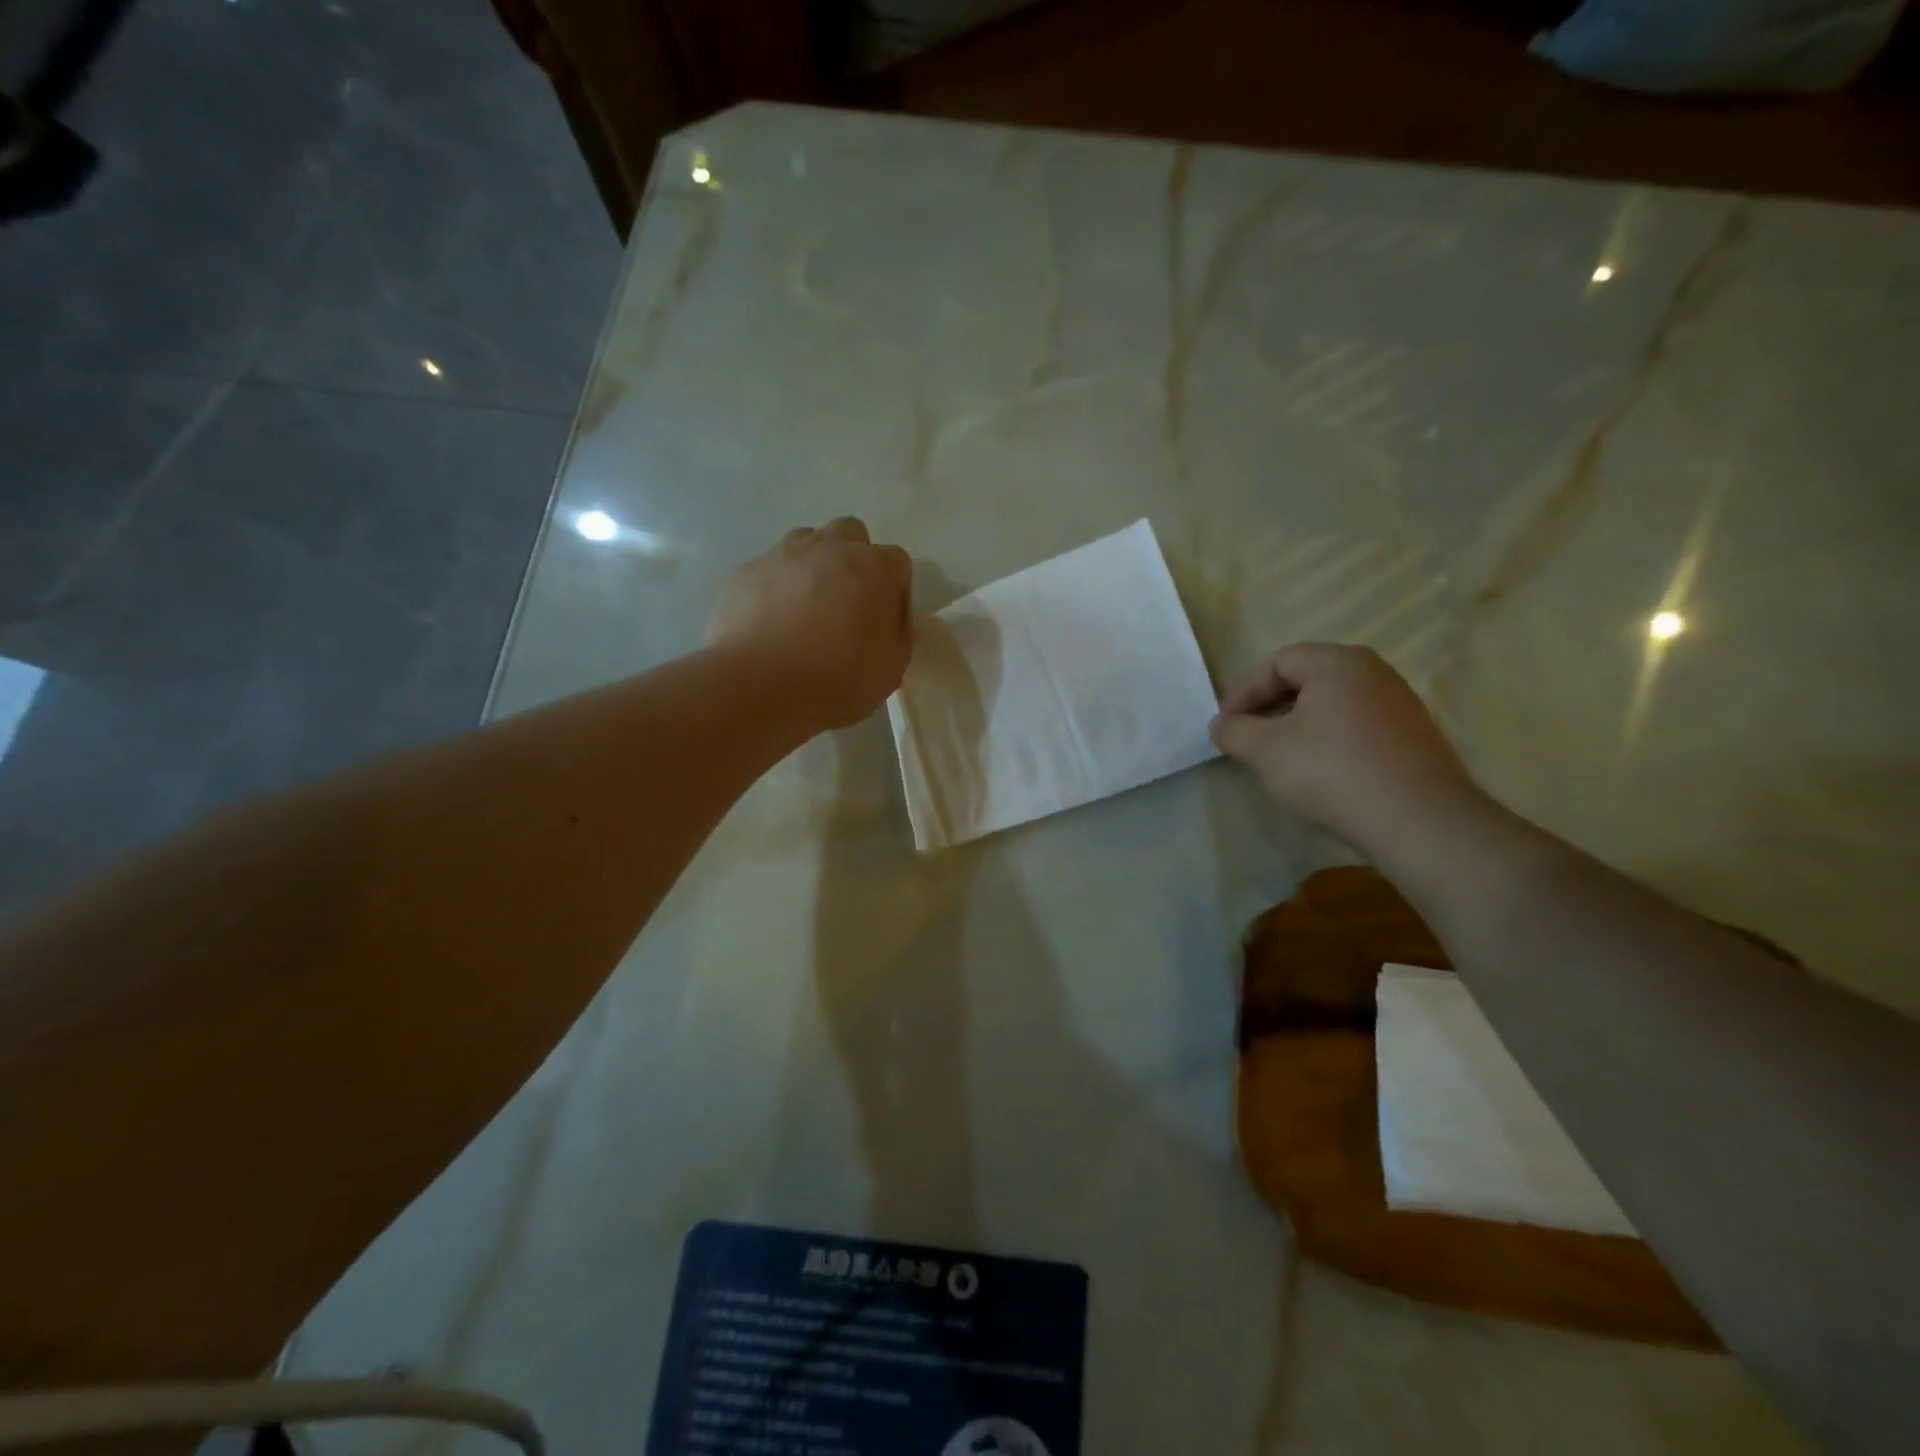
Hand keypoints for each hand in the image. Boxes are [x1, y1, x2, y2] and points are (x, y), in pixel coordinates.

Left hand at [707, 518, 913, 729]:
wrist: (757, 687)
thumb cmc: (836, 680)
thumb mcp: (891, 669)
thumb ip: (898, 634)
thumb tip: (888, 620)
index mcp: (874, 567)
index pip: (897, 563)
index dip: (894, 593)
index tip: (883, 624)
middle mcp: (830, 547)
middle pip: (850, 536)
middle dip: (853, 563)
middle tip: (846, 607)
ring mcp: (783, 554)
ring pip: (807, 544)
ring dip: (813, 568)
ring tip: (805, 613)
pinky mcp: (745, 570)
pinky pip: (770, 572)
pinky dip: (775, 589)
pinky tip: (770, 625)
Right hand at [1210, 643, 1485, 851]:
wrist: (1419, 821)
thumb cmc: (1331, 772)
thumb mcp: (1265, 751)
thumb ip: (1234, 731)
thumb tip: (1222, 725)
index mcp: (1338, 663)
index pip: (1278, 662)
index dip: (1244, 690)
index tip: (1225, 723)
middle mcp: (1374, 673)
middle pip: (1308, 680)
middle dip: (1270, 707)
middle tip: (1248, 738)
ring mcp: (1400, 705)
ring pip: (1333, 705)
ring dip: (1298, 726)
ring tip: (1279, 758)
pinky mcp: (1414, 738)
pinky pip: (1357, 728)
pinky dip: (1329, 741)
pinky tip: (1319, 773)